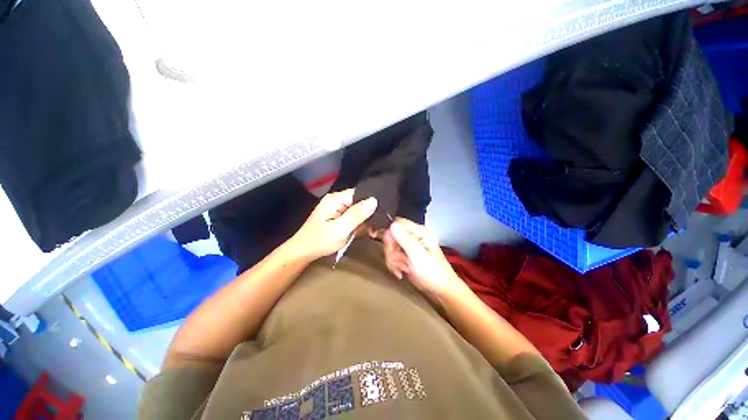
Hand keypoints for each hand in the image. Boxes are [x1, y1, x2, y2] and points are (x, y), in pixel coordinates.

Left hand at [290, 189, 376, 260]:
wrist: (303, 252)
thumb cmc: (320, 241)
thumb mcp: (340, 229)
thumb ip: (357, 214)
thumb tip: (374, 200)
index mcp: (336, 199)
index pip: (360, 192)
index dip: (372, 201)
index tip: (383, 212)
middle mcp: (336, 200)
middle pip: (360, 201)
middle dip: (370, 212)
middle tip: (379, 225)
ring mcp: (336, 208)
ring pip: (357, 210)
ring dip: (365, 219)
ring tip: (373, 230)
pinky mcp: (337, 216)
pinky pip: (353, 216)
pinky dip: (359, 223)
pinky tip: (365, 231)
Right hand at [383, 219, 466, 300]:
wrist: (440, 290)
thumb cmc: (433, 272)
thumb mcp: (418, 255)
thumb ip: (405, 240)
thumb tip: (393, 225)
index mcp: (418, 232)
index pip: (397, 224)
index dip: (390, 233)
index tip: (391, 246)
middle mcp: (413, 237)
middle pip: (391, 237)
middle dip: (392, 251)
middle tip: (400, 260)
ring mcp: (409, 247)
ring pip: (390, 248)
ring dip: (393, 261)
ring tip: (403, 268)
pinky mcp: (405, 257)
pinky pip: (392, 257)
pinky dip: (394, 266)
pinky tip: (401, 272)